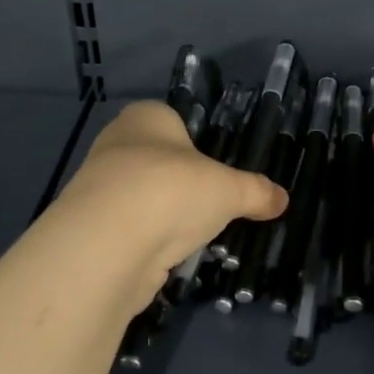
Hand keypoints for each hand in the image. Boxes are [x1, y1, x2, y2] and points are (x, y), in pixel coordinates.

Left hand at [53, 100, 288, 289]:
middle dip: (182, 183)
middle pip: (157, 160)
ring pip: (142, 197)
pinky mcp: (91, 227)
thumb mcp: (229, 190)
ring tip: (195, 235)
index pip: (173, 120)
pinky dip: (148, 242)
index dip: (196, 143)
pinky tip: (169, 256)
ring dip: (164, 215)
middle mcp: (116, 143)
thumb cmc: (172, 190)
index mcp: (145, 117)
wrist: (108, 244)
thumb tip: (283, 199)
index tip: (216, 169)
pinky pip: (130, 229)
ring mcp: (98, 186)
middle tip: (212, 204)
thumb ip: (256, 192)